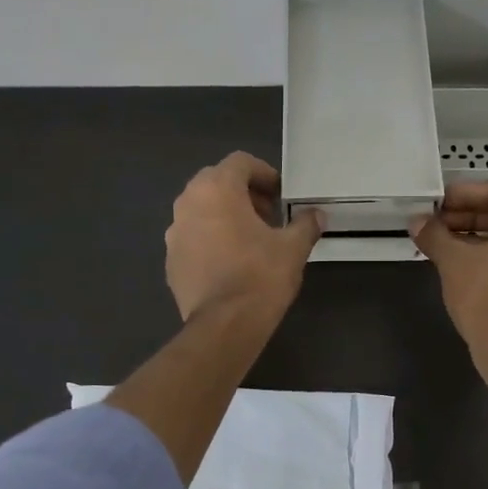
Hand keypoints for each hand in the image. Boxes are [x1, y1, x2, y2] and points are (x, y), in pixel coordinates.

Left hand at [165, 152, 325, 323]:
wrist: (224, 325)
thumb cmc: (260, 276)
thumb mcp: (293, 248)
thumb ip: (305, 225)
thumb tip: (317, 215)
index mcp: (217, 189)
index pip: (240, 162)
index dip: (264, 174)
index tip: (281, 195)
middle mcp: (188, 203)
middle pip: (216, 182)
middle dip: (243, 193)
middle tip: (268, 215)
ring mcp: (174, 232)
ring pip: (201, 209)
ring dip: (225, 215)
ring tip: (250, 240)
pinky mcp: (170, 260)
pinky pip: (192, 237)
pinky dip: (210, 239)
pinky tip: (230, 263)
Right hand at [410, 182, 487, 348]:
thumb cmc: (485, 293)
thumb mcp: (453, 259)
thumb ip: (434, 235)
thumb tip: (416, 222)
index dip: (464, 194)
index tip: (438, 202)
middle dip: (468, 216)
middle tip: (437, 223)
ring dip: (476, 235)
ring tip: (443, 242)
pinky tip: (462, 262)